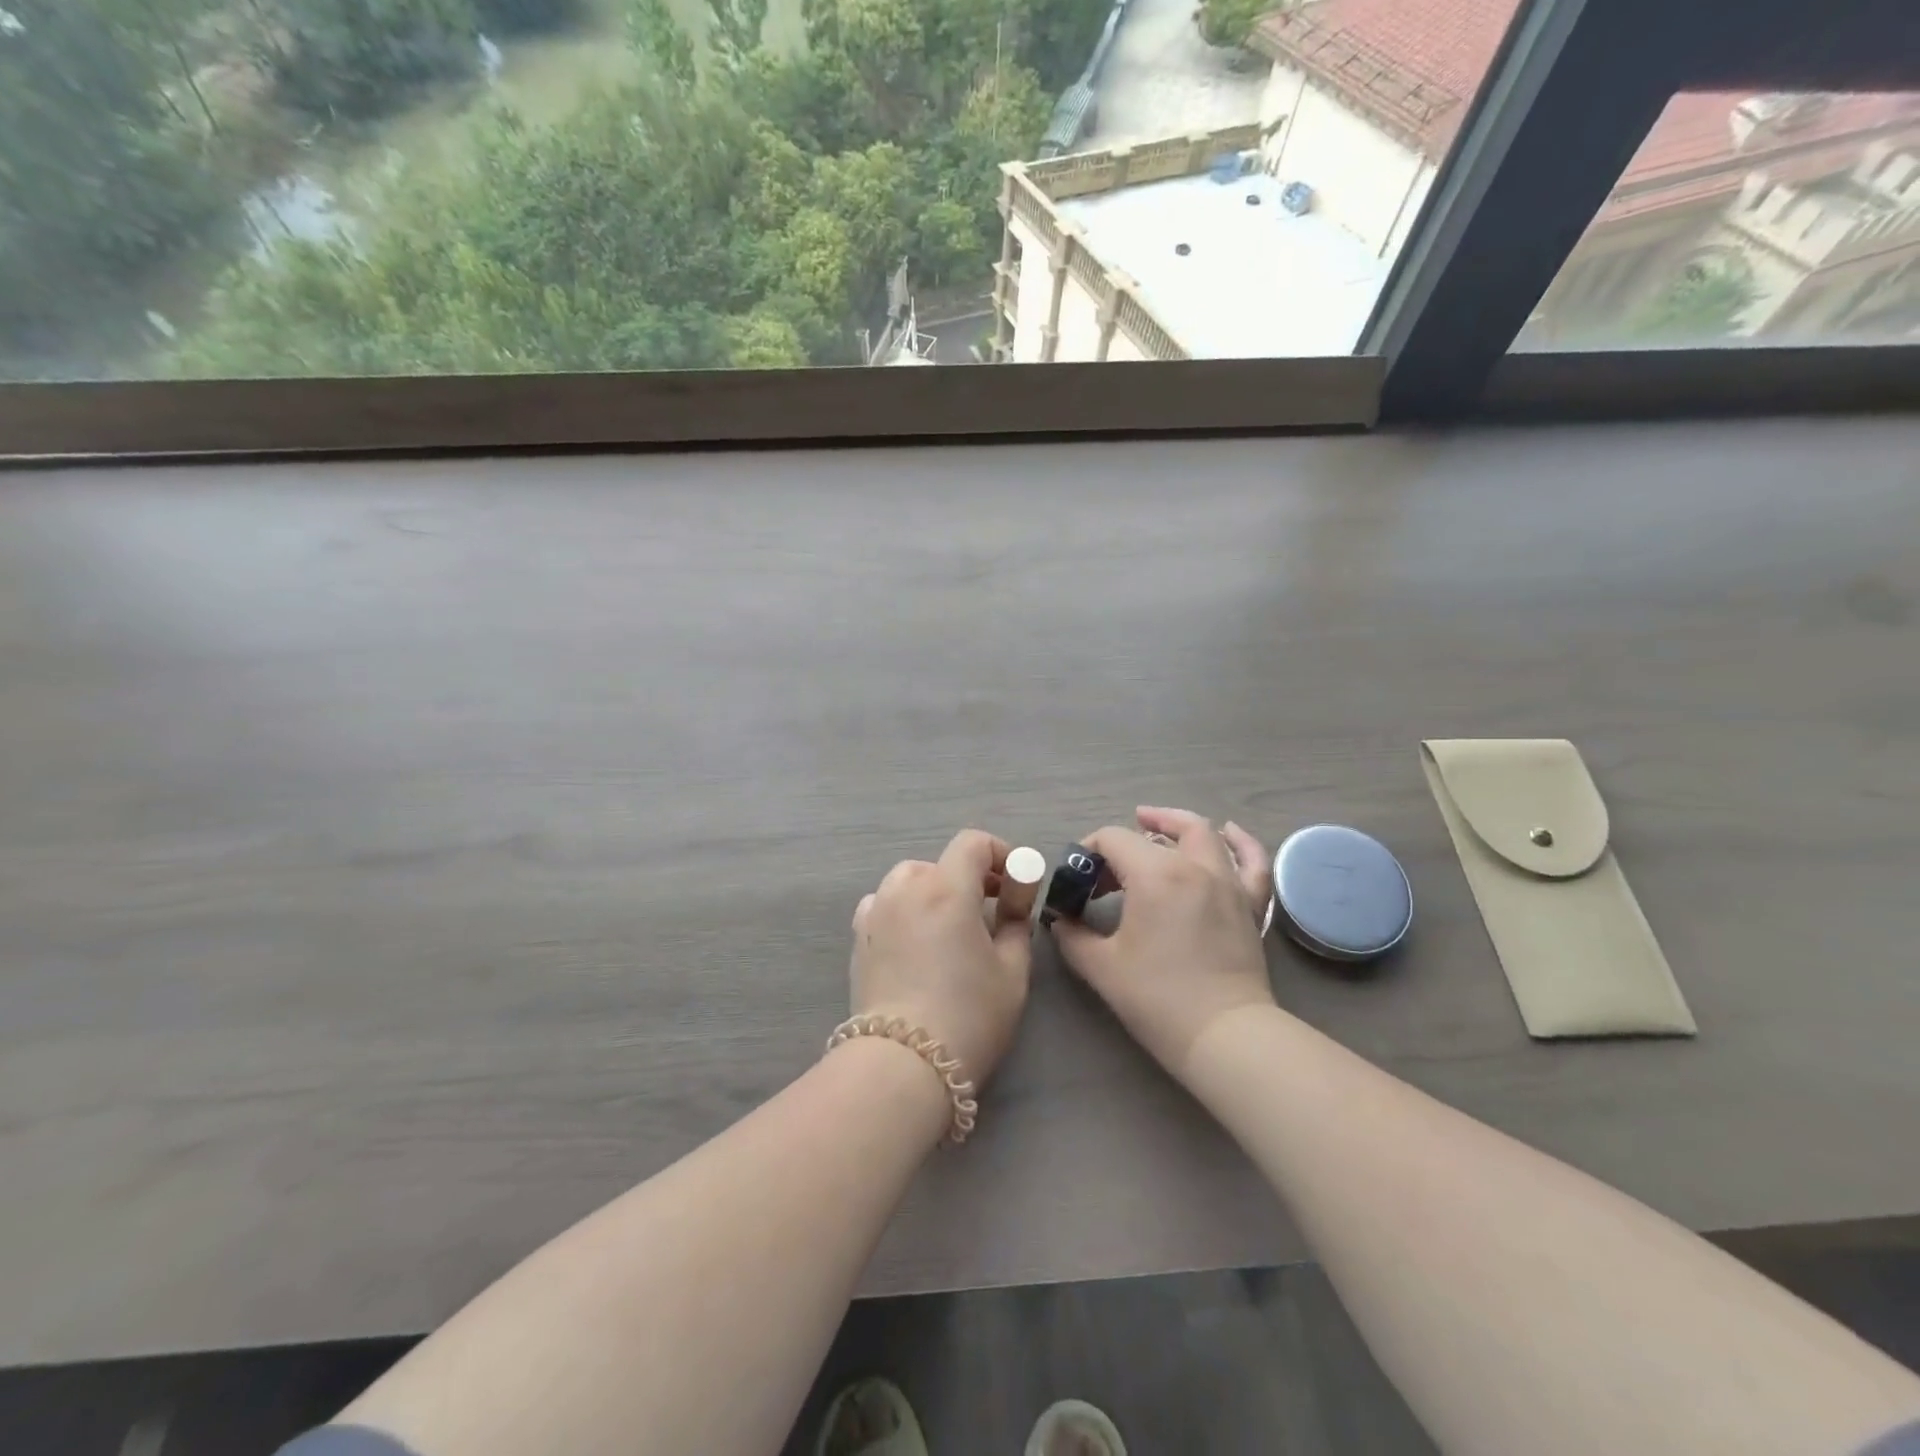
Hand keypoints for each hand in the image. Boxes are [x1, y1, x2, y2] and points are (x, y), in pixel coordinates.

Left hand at [849, 829, 1032, 1088]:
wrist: (903, 1065)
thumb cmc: (969, 1016)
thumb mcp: (1012, 970)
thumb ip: (1017, 921)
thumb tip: (1015, 897)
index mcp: (946, 889)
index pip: (972, 843)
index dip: (1000, 854)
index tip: (1015, 884)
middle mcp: (905, 889)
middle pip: (940, 862)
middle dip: (969, 877)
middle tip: (990, 911)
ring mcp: (876, 913)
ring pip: (908, 881)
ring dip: (933, 891)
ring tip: (950, 926)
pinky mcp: (859, 939)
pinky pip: (884, 905)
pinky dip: (904, 909)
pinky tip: (915, 940)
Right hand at [1052, 807, 1275, 1075]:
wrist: (1224, 1036)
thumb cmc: (1157, 998)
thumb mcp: (1101, 967)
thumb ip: (1072, 936)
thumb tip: (1060, 922)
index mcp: (1155, 874)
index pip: (1113, 839)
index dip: (1088, 851)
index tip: (1078, 880)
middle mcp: (1194, 866)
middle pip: (1159, 829)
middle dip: (1127, 837)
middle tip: (1107, 859)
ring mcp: (1228, 883)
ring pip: (1205, 834)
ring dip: (1176, 825)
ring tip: (1155, 827)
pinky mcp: (1250, 904)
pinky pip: (1252, 861)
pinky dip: (1240, 842)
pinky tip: (1228, 833)